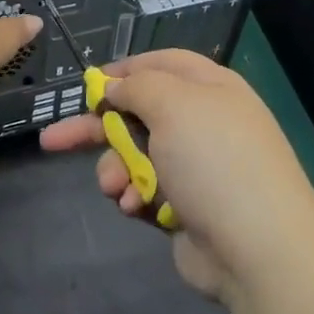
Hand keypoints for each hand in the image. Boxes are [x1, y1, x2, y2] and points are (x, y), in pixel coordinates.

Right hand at [40, 49, 313, 301]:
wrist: (258, 249)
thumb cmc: (214, 161)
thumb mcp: (172, 104)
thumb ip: (136, 87)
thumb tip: (115, 87)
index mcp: (209, 88)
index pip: (161, 64)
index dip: (124, 70)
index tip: (88, 84)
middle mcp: (202, 123)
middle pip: (138, 113)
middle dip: (97, 128)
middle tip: (54, 139)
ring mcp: (195, 167)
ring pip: (134, 156)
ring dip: (117, 169)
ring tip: (116, 188)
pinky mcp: (185, 206)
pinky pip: (145, 190)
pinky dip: (135, 196)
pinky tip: (135, 207)